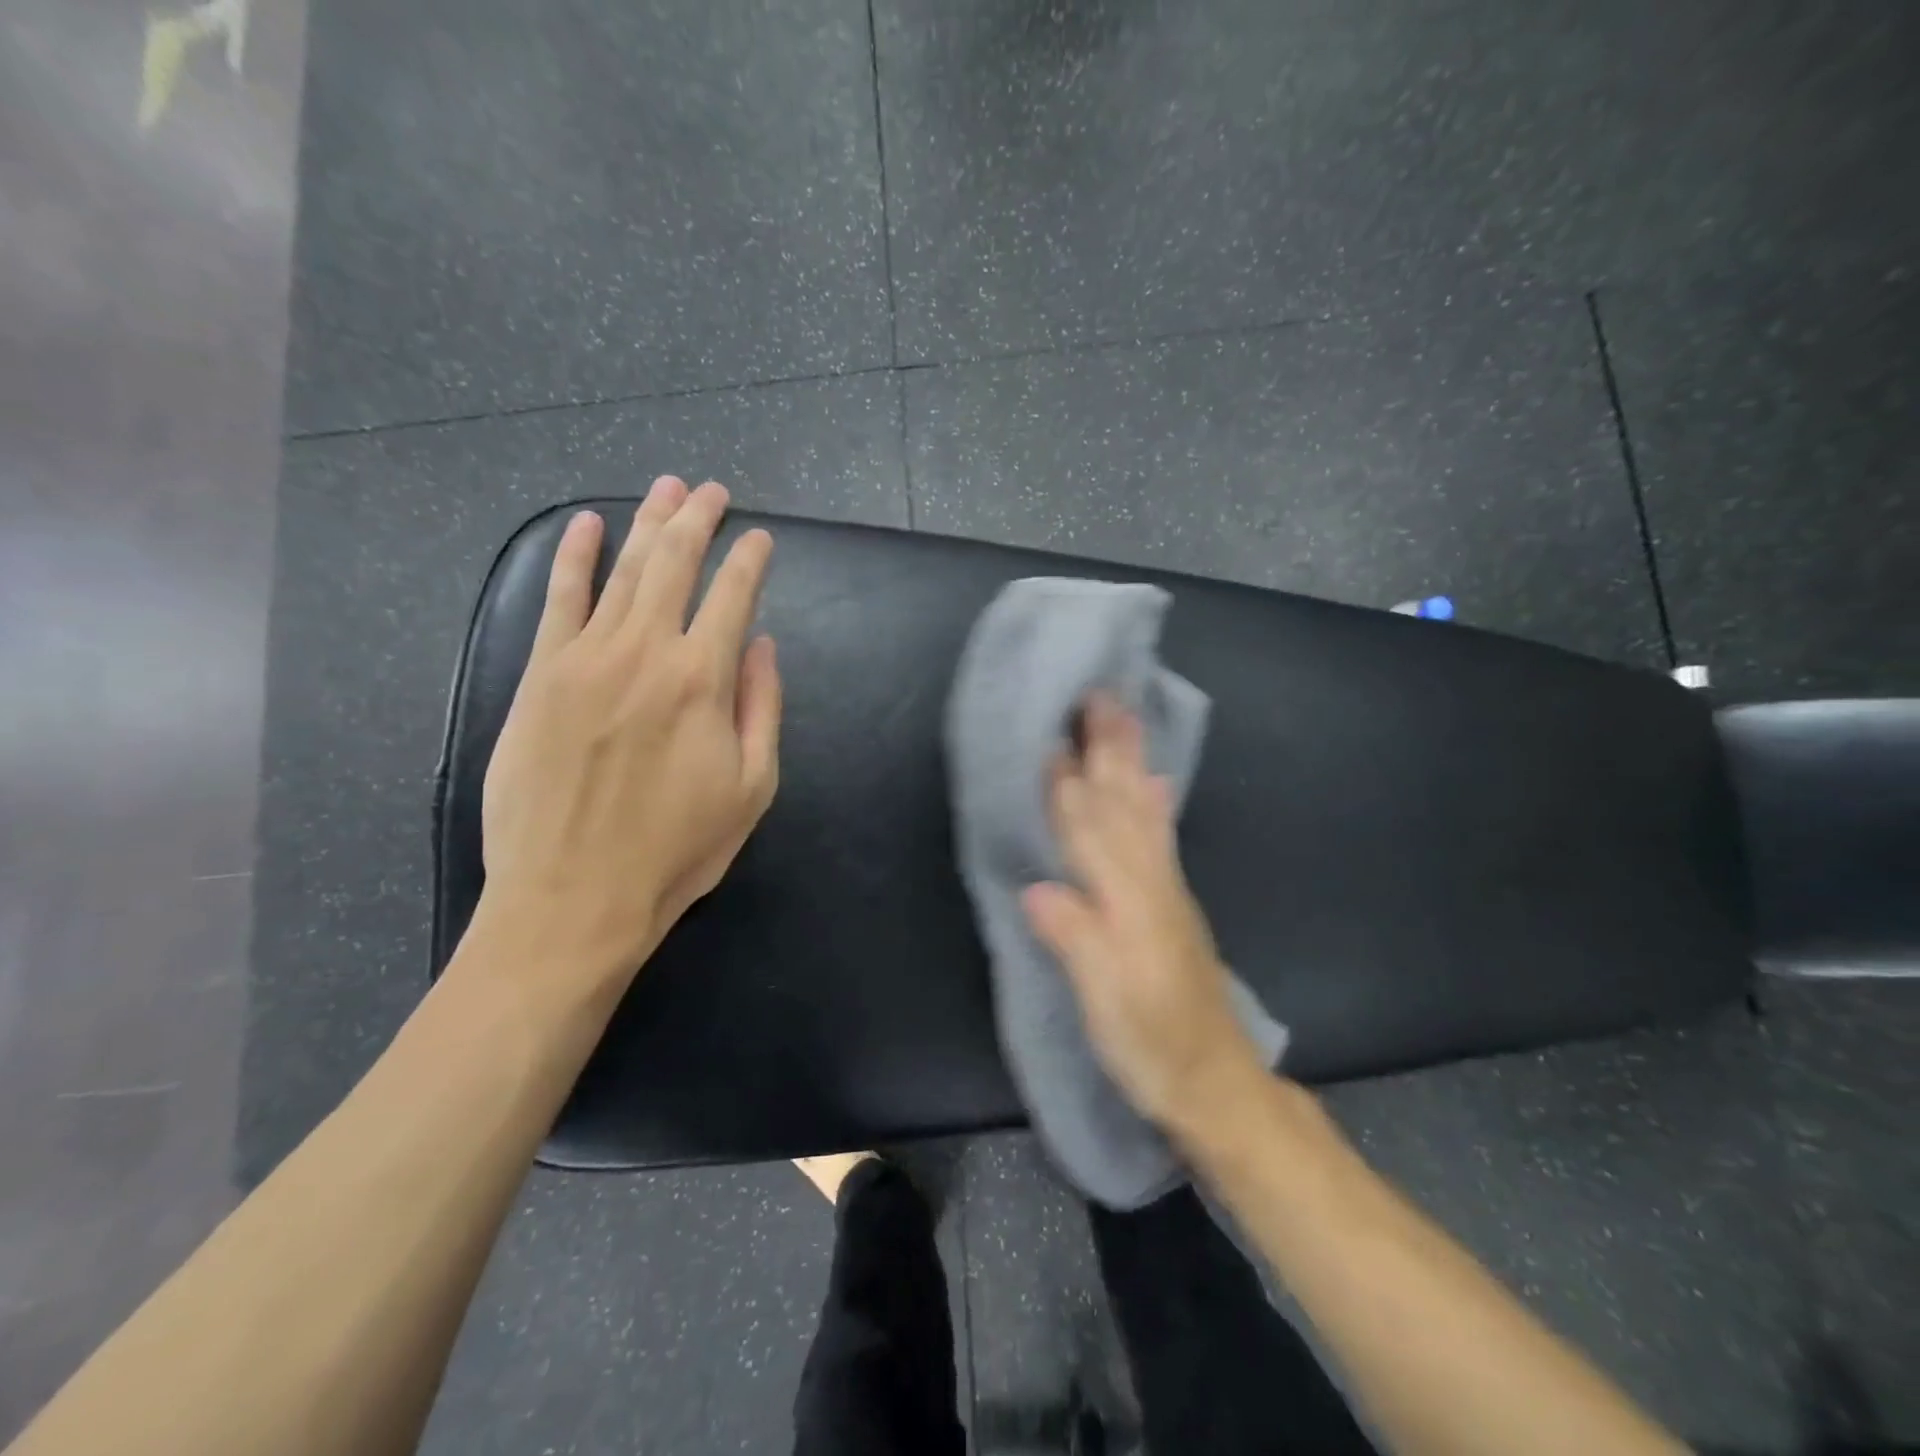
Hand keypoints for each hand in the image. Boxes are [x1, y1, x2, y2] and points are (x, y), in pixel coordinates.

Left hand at [477, 477, 780, 992]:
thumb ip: (762, 707)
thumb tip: (761, 644)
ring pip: (622, 570)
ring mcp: (584, 658)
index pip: (733, 596)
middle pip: (674, 565)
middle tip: (711, 489)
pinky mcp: (540, 676)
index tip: (761, 538)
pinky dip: (573, 558)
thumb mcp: (752, 788)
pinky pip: (558, 601)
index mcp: (703, 680)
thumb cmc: (677, 850)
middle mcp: (644, 652)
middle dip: (697, 520)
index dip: (750, 561)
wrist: (573, 898)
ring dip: (647, 523)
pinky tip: (587, 526)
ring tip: (666, 488)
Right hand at [1023, 695, 1263, 1131]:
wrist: (1215, 1082)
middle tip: (1099, 695)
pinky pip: (1161, 836)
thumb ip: (1075, 941)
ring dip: (1130, 760)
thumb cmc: (1150, 1045)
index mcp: (1126, 903)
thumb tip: (1036, 887)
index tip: (1053, 733)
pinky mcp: (1172, 902)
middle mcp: (1149, 883)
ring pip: (1142, 810)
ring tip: (1124, 717)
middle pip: (1121, 804)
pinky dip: (1156, 802)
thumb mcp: (1106, 1005)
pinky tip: (1155, 781)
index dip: (1068, 784)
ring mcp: (1165, 889)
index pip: (1088, 831)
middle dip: (1108, 748)